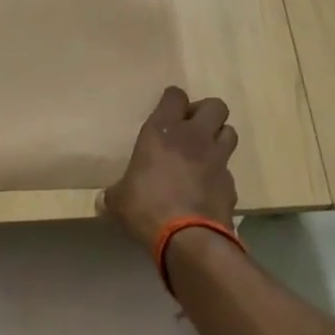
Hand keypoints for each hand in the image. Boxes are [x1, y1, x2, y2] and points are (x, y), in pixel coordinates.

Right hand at [100, 86, 237, 250]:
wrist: (188, 239)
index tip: (167, 110)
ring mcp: (217, 159)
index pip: (175, 95)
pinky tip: (207, 188)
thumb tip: (103, 201)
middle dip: (206, 113)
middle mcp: (194, 136)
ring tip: (205, 153)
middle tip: (192, 128)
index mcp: (162, 131)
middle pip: (215, 105)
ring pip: (230, 132)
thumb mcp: (119, 200)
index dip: (173, 100)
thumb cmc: (146, 208)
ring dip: (219, 138)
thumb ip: (115, 193)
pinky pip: (228, 170)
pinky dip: (219, 175)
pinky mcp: (231, 184)